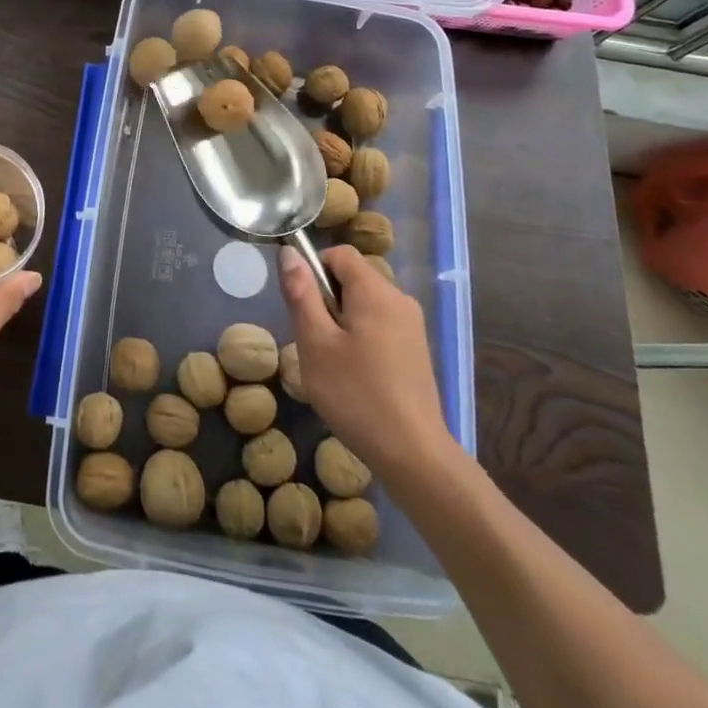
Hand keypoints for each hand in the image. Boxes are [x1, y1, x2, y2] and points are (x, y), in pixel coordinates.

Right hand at [279, 245, 454, 474]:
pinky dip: (361, 338)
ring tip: (333, 362)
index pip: (340, 254)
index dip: (314, 269)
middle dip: (327, 300)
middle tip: (315, 341)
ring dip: (342, 322)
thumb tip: (290, 253)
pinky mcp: (416, 350)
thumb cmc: (356, 394)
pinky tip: (355, 376)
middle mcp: (399, 299)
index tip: (303, 306)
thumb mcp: (315, 342)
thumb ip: (301, 293)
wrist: (413, 454)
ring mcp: (412, 326)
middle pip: (353, 278)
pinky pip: (380, 325)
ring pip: (365, 304)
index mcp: (375, 291)